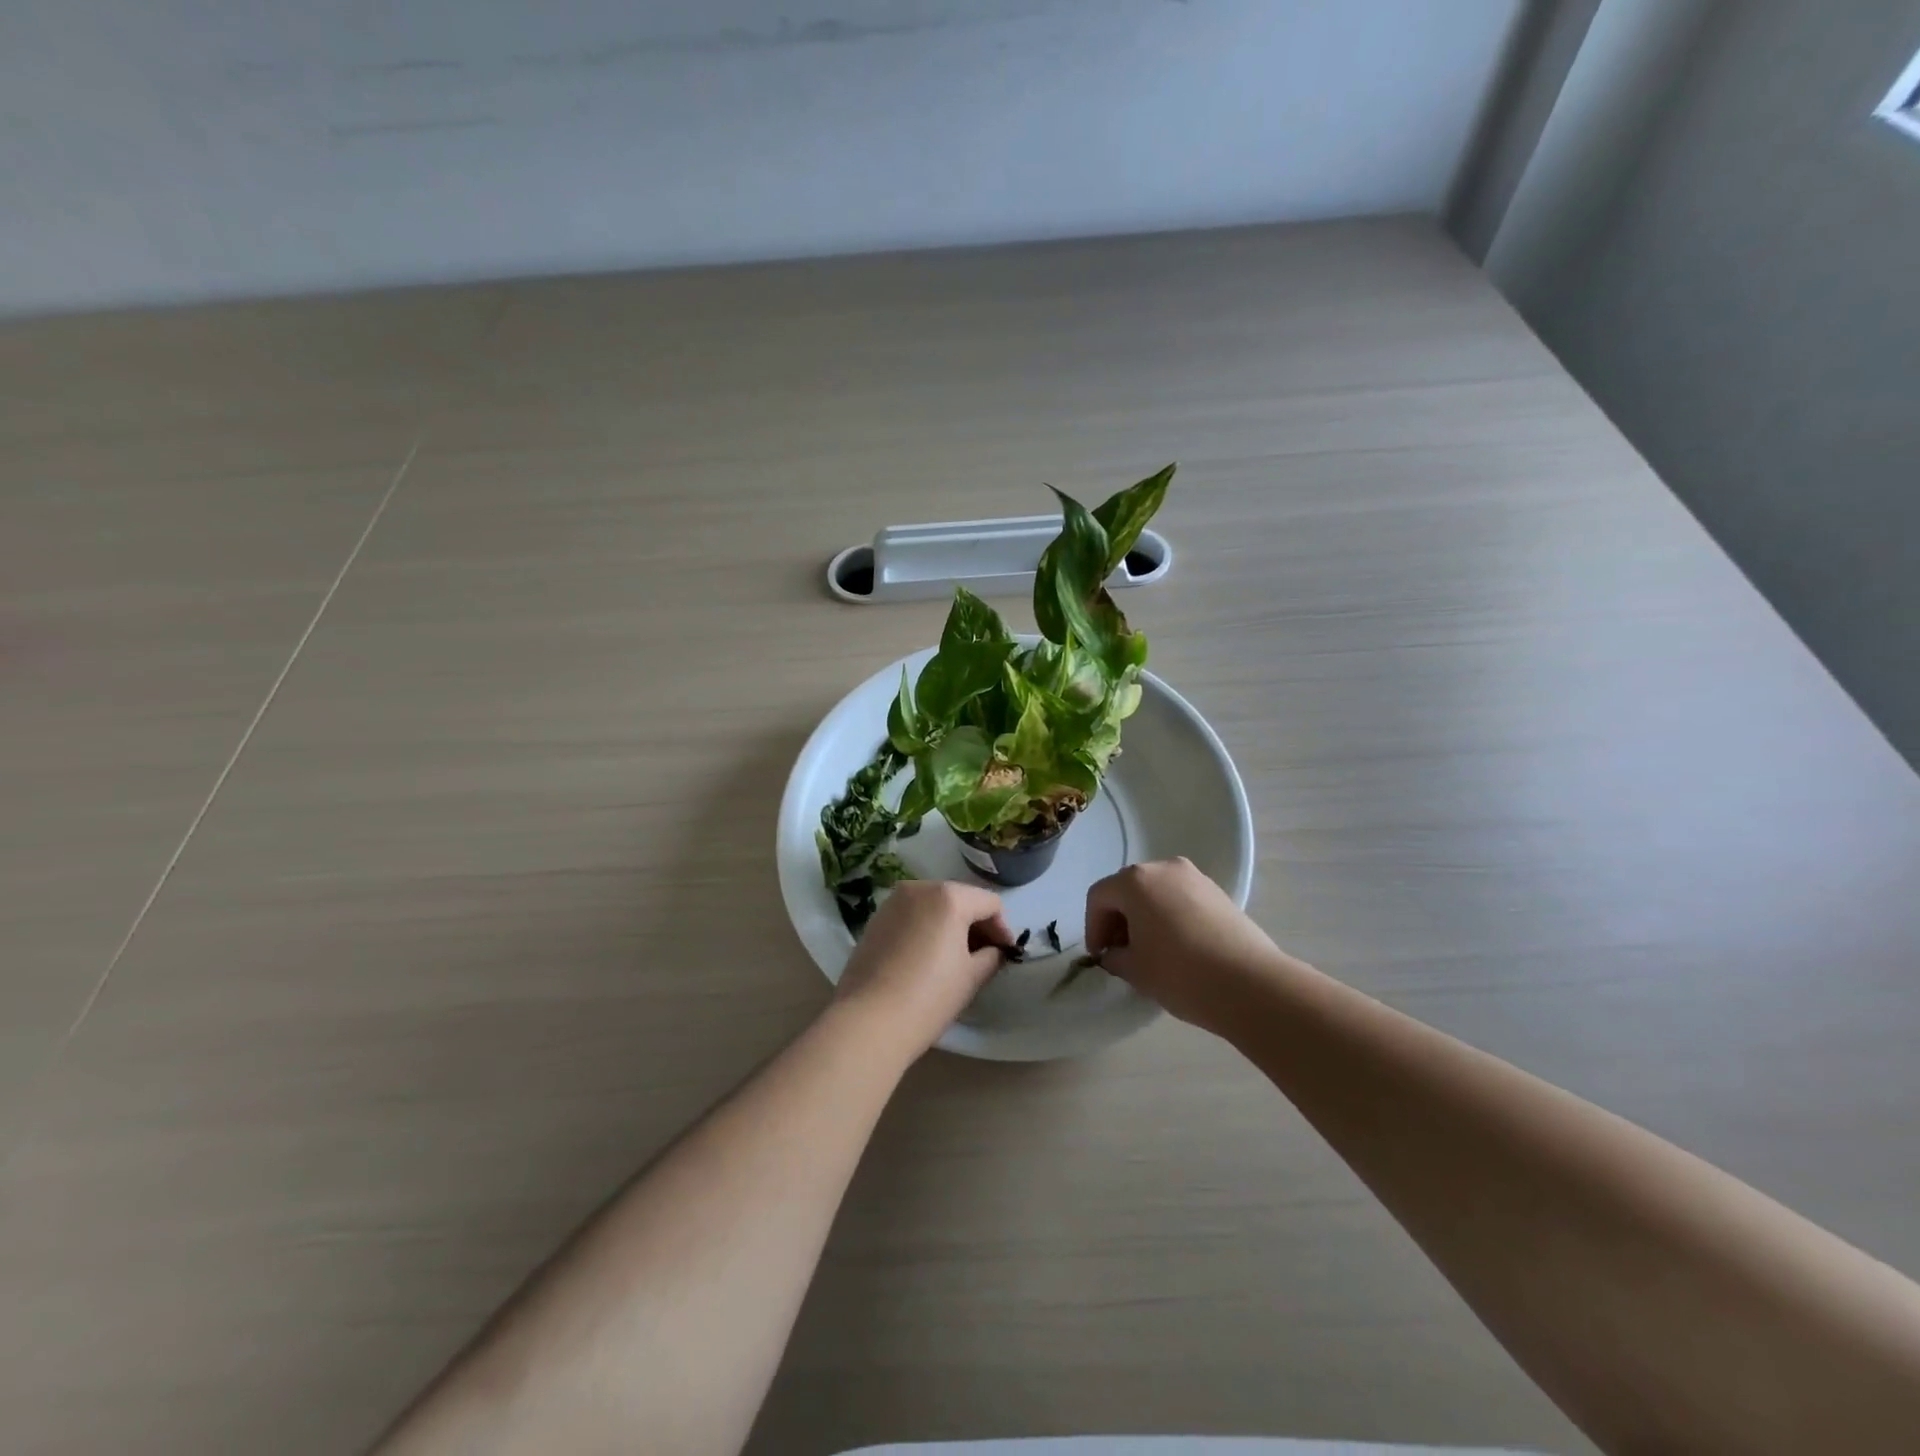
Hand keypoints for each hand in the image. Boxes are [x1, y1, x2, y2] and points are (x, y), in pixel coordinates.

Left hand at [833, 880, 1012, 1058]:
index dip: (1003, 929)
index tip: (1005, 954)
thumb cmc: (929, 997)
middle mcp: (920, 888)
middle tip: (984, 955)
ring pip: (934, 905)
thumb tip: (995, 950)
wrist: (868, 1021)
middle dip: (975, 924)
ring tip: (954, 957)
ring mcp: (892, 901)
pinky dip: (925, 928)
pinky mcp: (875, 919)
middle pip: (960, 898)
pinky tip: (925, 958)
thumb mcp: (971, 977)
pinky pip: (911, 915)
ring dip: (949, 924)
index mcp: (949, 896)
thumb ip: (991, 956)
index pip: (990, 903)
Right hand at [1084, 858, 1287, 1031]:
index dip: (1093, 927)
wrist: (1251, 984)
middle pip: (1127, 888)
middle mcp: (1164, 868)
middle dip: (1118, 918)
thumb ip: (1114, 956)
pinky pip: (1181, 898)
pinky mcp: (1218, 892)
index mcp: (1136, 881)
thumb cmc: (1180, 973)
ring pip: (1156, 892)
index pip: (1099, 897)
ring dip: (1145, 916)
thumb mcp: (1134, 970)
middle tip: (1119, 952)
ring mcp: (1195, 877)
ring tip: (1149, 951)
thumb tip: (1116, 953)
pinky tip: (1177, 947)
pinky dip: (1169, 916)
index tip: (1099, 956)